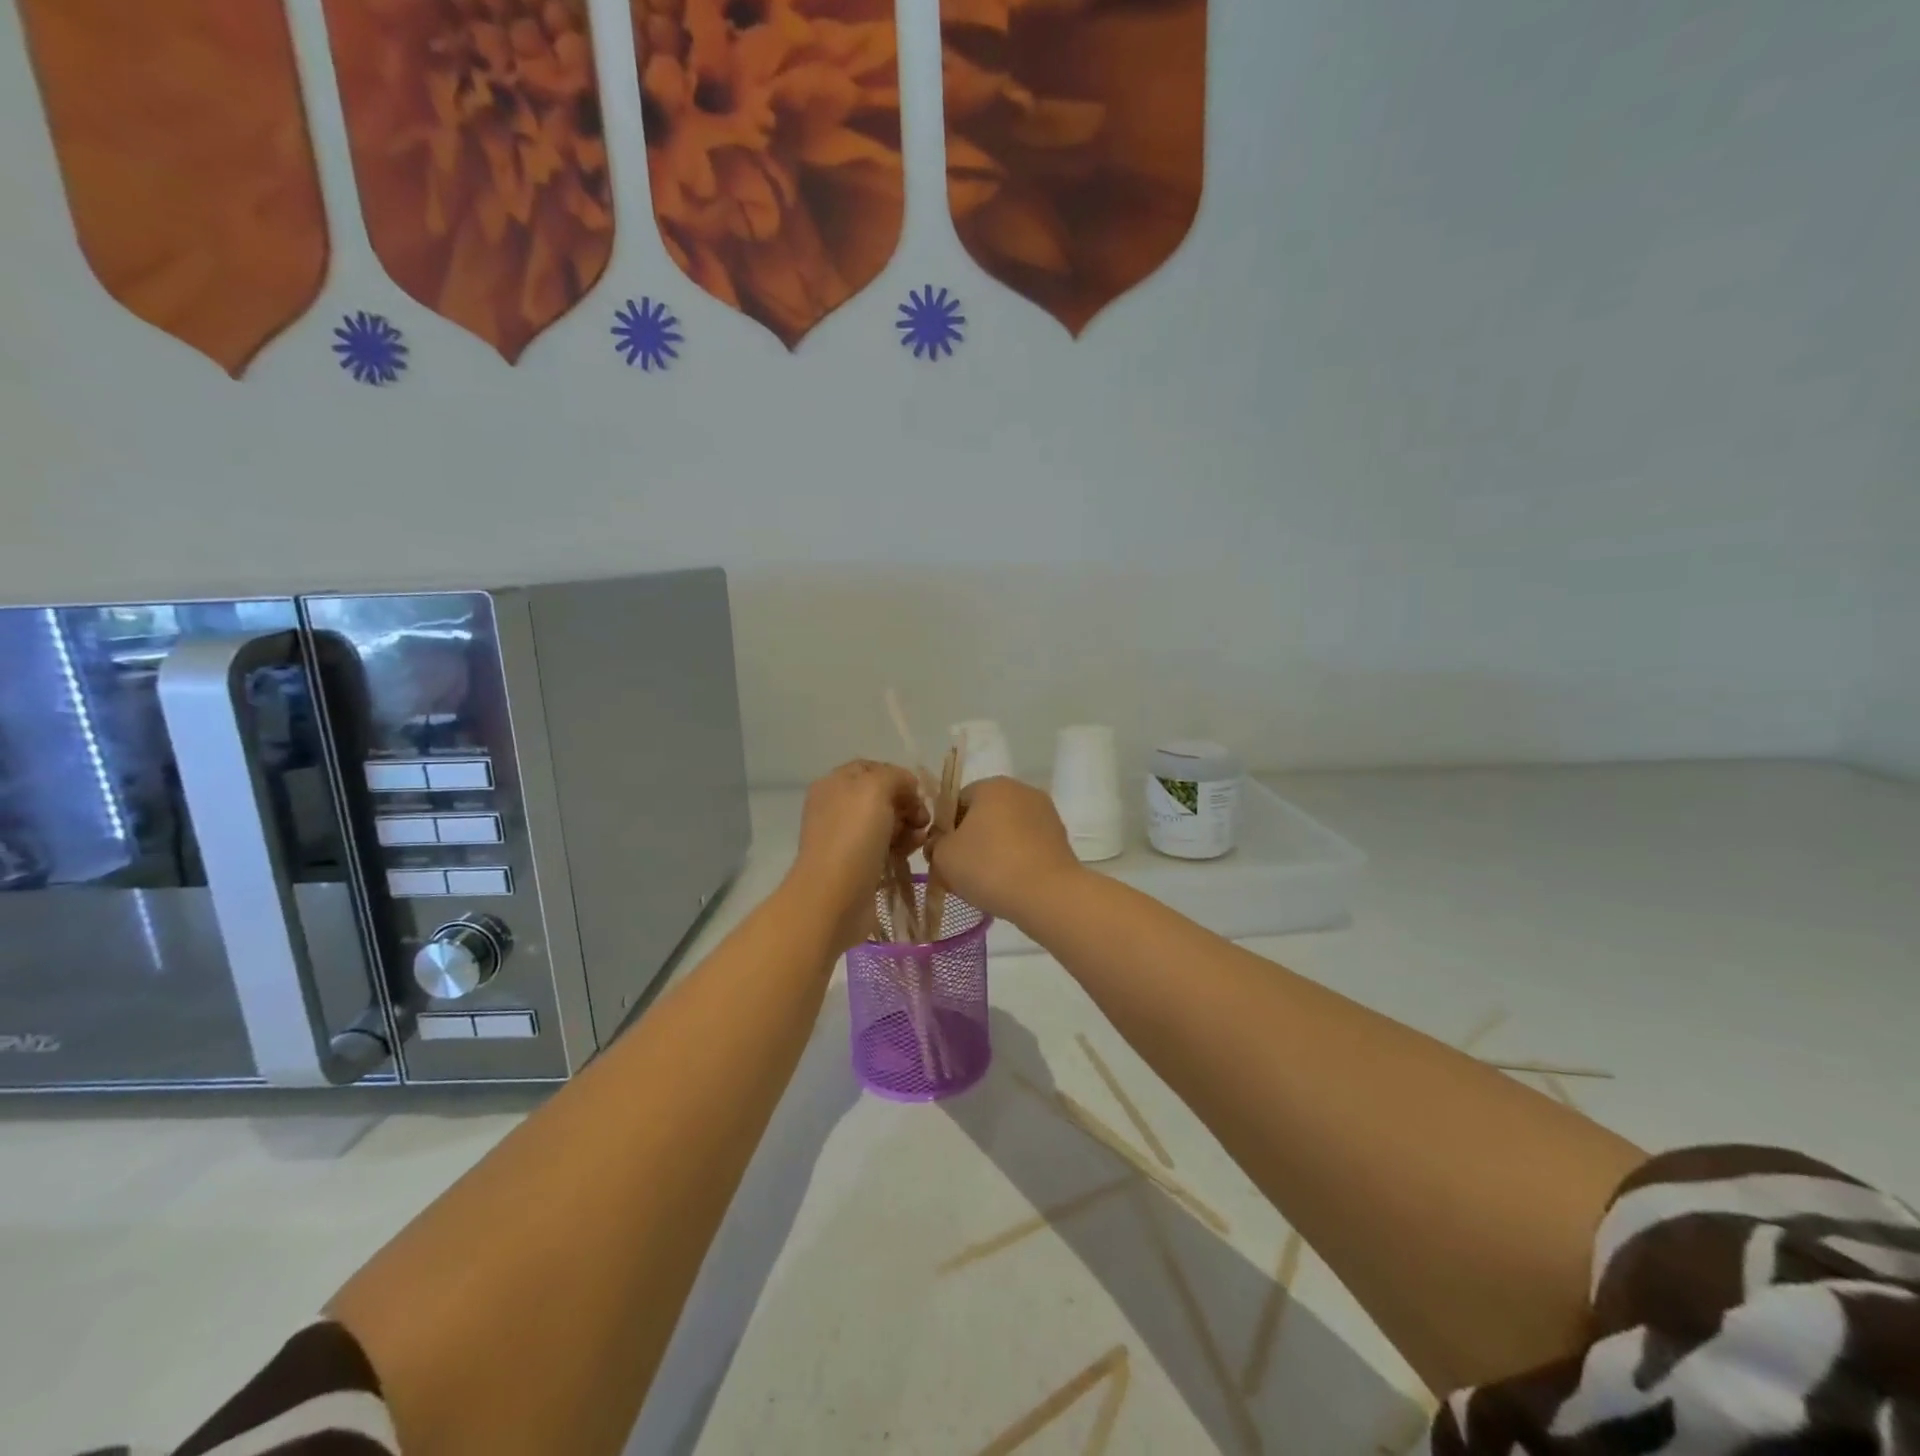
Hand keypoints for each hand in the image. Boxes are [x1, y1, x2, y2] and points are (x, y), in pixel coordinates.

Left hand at [787, 760, 929, 952]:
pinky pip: (885, 847)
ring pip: (887, 823)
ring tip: (918, 841)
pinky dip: (901, 848)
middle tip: (922, 820)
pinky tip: (910, 854)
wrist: (834, 898)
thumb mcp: (875, 788)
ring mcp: (845, 838)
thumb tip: (908, 789)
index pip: (873, 769)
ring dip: (908, 827)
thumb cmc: (853, 837)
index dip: (898, 777)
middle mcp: (836, 808)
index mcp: (834, 784)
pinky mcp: (857, 865)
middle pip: (882, 796)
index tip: (917, 794)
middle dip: (907, 804)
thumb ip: (896, 777)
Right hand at [926, 777, 1083, 923]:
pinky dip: (1015, 861)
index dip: (945, 830)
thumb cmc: (989, 866)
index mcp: (992, 785)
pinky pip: (1027, 847)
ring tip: (984, 884)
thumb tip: (941, 844)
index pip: (957, 802)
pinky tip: (1008, 885)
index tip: (942, 857)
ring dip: (993, 852)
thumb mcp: (944, 856)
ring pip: (1006, 832)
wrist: (1048, 895)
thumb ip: (935, 844)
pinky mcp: (1060, 838)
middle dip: (969, 842)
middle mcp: (1021, 791)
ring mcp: (1046, 814)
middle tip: (959, 873)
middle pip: (983, 816)